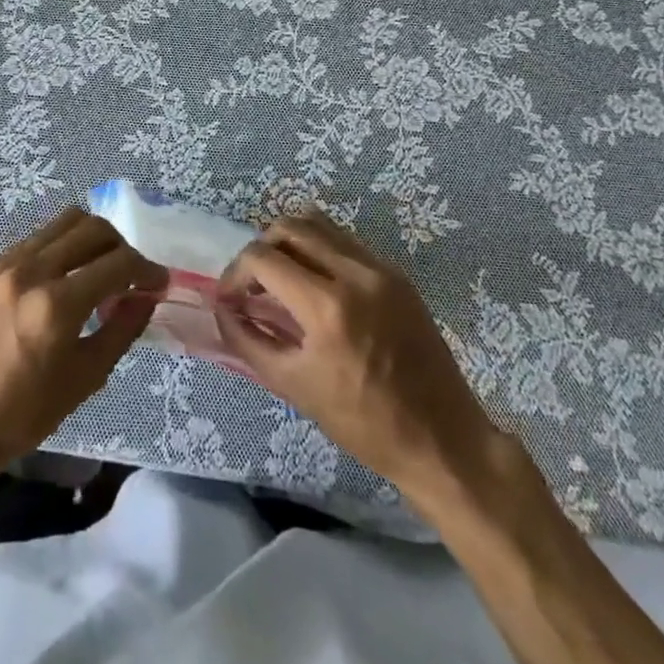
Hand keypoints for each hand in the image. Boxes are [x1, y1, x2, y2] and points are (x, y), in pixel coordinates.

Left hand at [0, 208, 166, 481]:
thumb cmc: (22, 413)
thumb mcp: (84, 378)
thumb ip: (121, 329)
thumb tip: (147, 297)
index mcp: (56, 304)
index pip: (118, 263)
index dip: (147, 269)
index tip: (158, 282)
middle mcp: (30, 270)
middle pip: (92, 227)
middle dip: (121, 245)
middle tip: (130, 273)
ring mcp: (3, 263)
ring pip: (61, 224)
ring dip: (90, 239)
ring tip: (97, 270)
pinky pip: (34, 240)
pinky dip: (58, 250)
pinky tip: (60, 281)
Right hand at [214, 211, 502, 501]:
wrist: (442, 439)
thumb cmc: (363, 423)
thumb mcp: (293, 386)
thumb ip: (247, 340)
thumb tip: (221, 308)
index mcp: (327, 306)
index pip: (262, 258)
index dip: (235, 273)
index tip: (230, 299)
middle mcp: (354, 273)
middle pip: (288, 226)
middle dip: (260, 250)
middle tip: (254, 284)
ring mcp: (380, 268)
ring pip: (319, 224)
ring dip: (290, 243)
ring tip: (283, 278)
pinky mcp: (397, 273)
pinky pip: (345, 241)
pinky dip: (319, 250)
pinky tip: (316, 284)